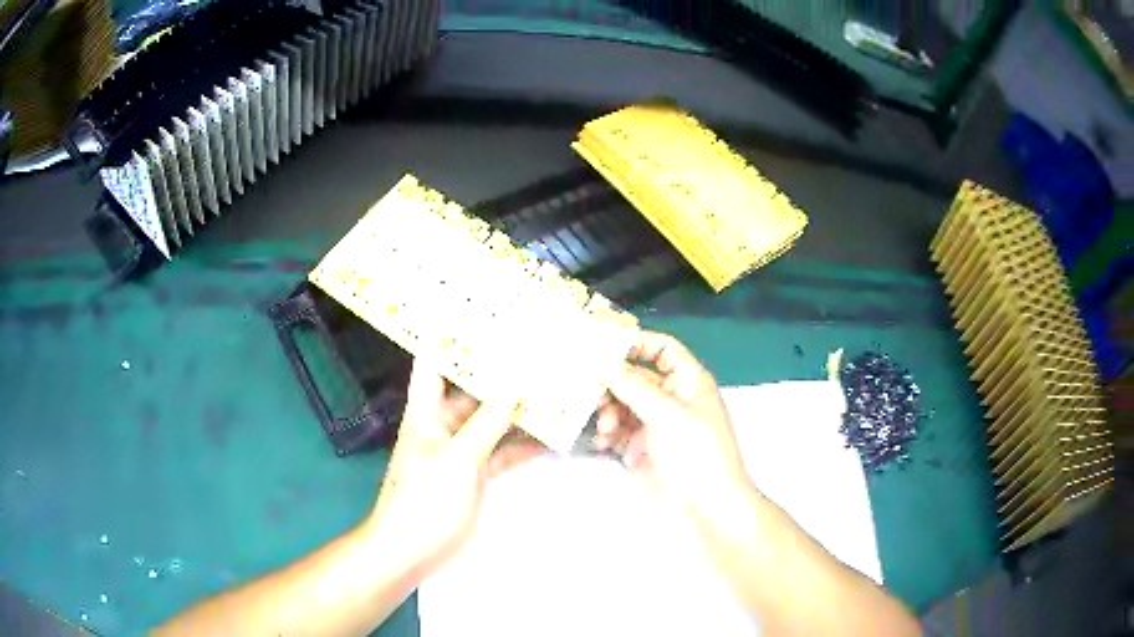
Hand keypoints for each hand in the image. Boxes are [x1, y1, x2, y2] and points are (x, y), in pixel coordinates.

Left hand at [364, 360, 544, 578]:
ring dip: (519, 411)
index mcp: (427, 410)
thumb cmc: (424, 498)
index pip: (434, 363)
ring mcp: (462, 450)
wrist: (412, 550)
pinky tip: (551, 436)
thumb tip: (514, 387)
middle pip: (473, 391)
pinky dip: (523, 445)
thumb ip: (486, 422)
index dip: (453, 339)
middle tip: (539, 352)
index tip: (485, 317)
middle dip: (502, 375)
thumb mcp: (456, 458)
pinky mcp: (476, 474)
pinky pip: (502, 452)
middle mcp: (444, 423)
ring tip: (554, 388)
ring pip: (493, 422)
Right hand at [595, 331, 754, 529]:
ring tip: (603, 427)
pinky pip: (616, 432)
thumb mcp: (668, 414)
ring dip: (607, 411)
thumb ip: (634, 386)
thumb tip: (603, 361)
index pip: (662, 349)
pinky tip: (601, 443)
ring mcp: (655, 426)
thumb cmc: (697, 453)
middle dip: (612, 383)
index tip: (601, 346)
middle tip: (588, 390)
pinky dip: (606, 434)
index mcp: (688, 382)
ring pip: (621, 405)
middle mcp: (670, 399)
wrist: (706, 508)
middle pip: (635, 377)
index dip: (636, 343)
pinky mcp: (640, 450)